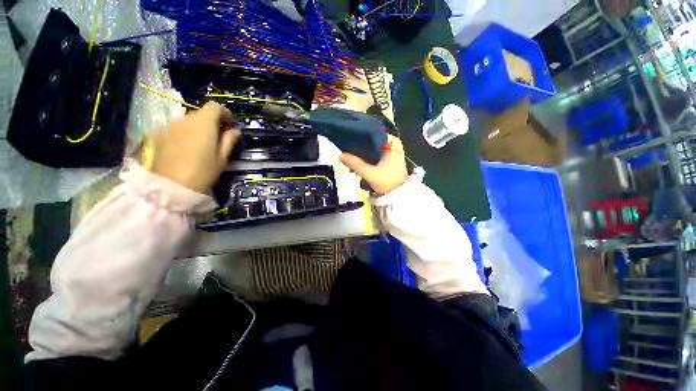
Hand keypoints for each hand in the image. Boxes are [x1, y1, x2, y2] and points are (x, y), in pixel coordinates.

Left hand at [150, 102, 240, 193]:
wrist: (172, 186)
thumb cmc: (204, 171)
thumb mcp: (222, 157)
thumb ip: (229, 140)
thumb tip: (235, 131)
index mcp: (203, 123)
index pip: (214, 106)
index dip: (224, 112)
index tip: (230, 123)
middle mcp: (185, 119)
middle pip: (201, 113)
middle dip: (211, 122)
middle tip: (217, 136)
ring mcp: (169, 126)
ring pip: (188, 121)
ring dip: (197, 127)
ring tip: (201, 144)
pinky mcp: (159, 134)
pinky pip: (176, 128)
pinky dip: (184, 133)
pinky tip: (186, 148)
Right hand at [339, 134, 407, 194]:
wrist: (397, 196)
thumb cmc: (387, 182)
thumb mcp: (370, 173)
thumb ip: (356, 164)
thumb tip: (340, 155)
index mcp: (393, 145)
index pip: (377, 131)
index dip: (365, 131)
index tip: (353, 133)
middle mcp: (394, 147)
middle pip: (376, 138)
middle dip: (364, 140)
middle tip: (350, 141)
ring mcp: (393, 154)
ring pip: (377, 146)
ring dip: (366, 148)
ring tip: (352, 149)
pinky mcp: (390, 162)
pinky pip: (378, 153)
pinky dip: (370, 155)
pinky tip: (361, 158)